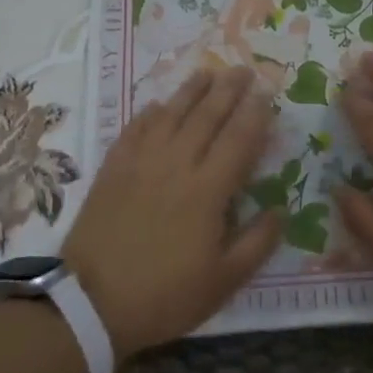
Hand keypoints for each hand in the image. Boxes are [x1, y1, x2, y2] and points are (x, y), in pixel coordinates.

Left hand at [62, 67, 280, 357]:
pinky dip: (149, 113)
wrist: (91, 303)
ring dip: (191, 90)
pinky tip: (157, 105)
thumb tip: (281, 210)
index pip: (239, 140)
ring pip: (171, 114)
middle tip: (243, 69)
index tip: (267, 94)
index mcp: (208, 190)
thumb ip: (257, 243)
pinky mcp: (113, 169)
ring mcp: (141, 162)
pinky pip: (134, 129)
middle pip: (207, 116)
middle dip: (228, 90)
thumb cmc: (164, 295)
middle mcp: (177, 165)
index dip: (255, 114)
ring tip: (207, 73)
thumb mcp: (223, 282)